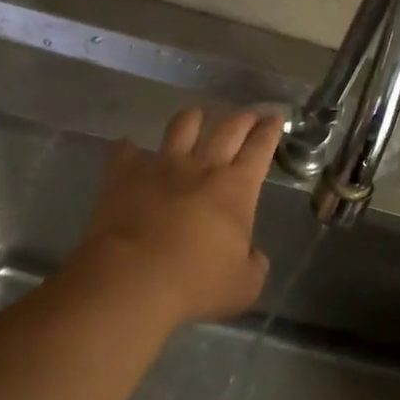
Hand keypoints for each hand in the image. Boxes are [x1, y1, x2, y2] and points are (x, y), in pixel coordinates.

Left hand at [69, 107, 281, 326]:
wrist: (132, 278)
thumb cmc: (196, 283)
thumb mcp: (244, 285)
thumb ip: (253, 264)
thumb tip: (251, 254)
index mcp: (236, 189)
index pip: (260, 149)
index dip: (270, 131)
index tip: (275, 118)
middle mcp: (202, 167)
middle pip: (227, 129)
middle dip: (243, 118)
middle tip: (249, 114)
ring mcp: (160, 166)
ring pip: (182, 126)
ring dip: (192, 119)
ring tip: (196, 118)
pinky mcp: (124, 174)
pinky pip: (126, 151)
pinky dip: (130, 149)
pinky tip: (129, 150)